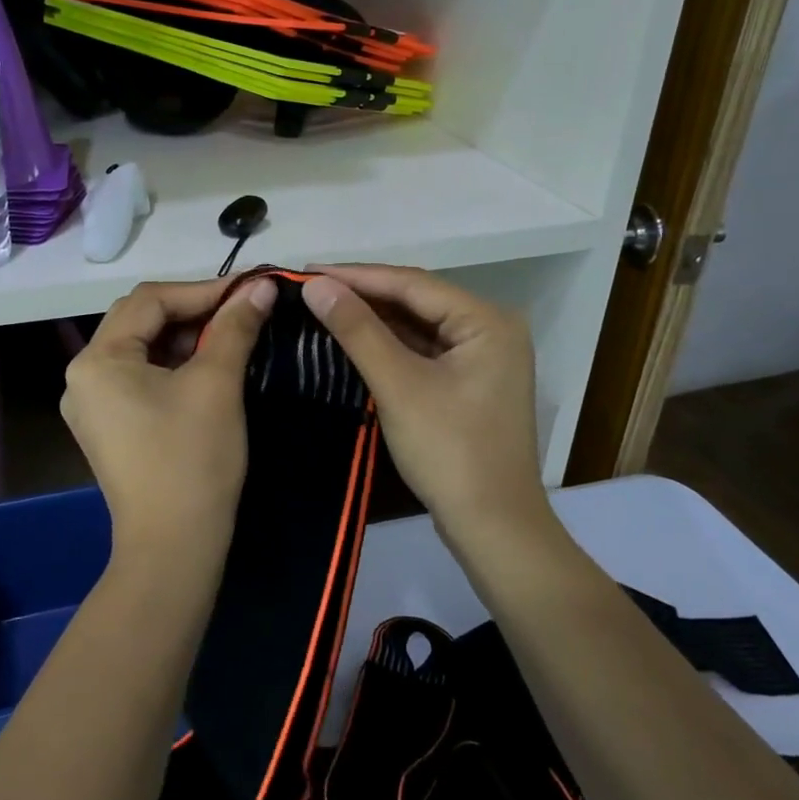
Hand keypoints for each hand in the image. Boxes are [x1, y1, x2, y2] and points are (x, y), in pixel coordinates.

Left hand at [61, 277, 276, 564]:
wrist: (174, 548)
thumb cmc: (192, 459)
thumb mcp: (217, 383)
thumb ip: (236, 326)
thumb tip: (262, 286)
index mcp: (97, 360)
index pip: (151, 300)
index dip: (203, 290)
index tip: (250, 291)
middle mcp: (83, 376)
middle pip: (140, 320)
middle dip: (193, 311)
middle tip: (241, 312)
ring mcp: (92, 404)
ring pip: (142, 348)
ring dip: (185, 337)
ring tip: (231, 337)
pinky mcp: (108, 426)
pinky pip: (139, 376)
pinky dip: (173, 365)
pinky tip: (208, 367)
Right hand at [301, 265, 550, 551]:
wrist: (493, 528)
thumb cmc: (449, 451)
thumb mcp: (398, 385)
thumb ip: (357, 330)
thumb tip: (315, 285)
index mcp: (486, 320)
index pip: (411, 283)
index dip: (355, 275)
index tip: (305, 271)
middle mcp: (490, 328)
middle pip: (416, 300)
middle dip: (363, 294)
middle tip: (308, 287)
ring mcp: (483, 356)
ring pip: (418, 324)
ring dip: (373, 318)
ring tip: (322, 306)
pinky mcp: (469, 381)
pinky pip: (423, 349)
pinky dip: (389, 344)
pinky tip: (354, 337)